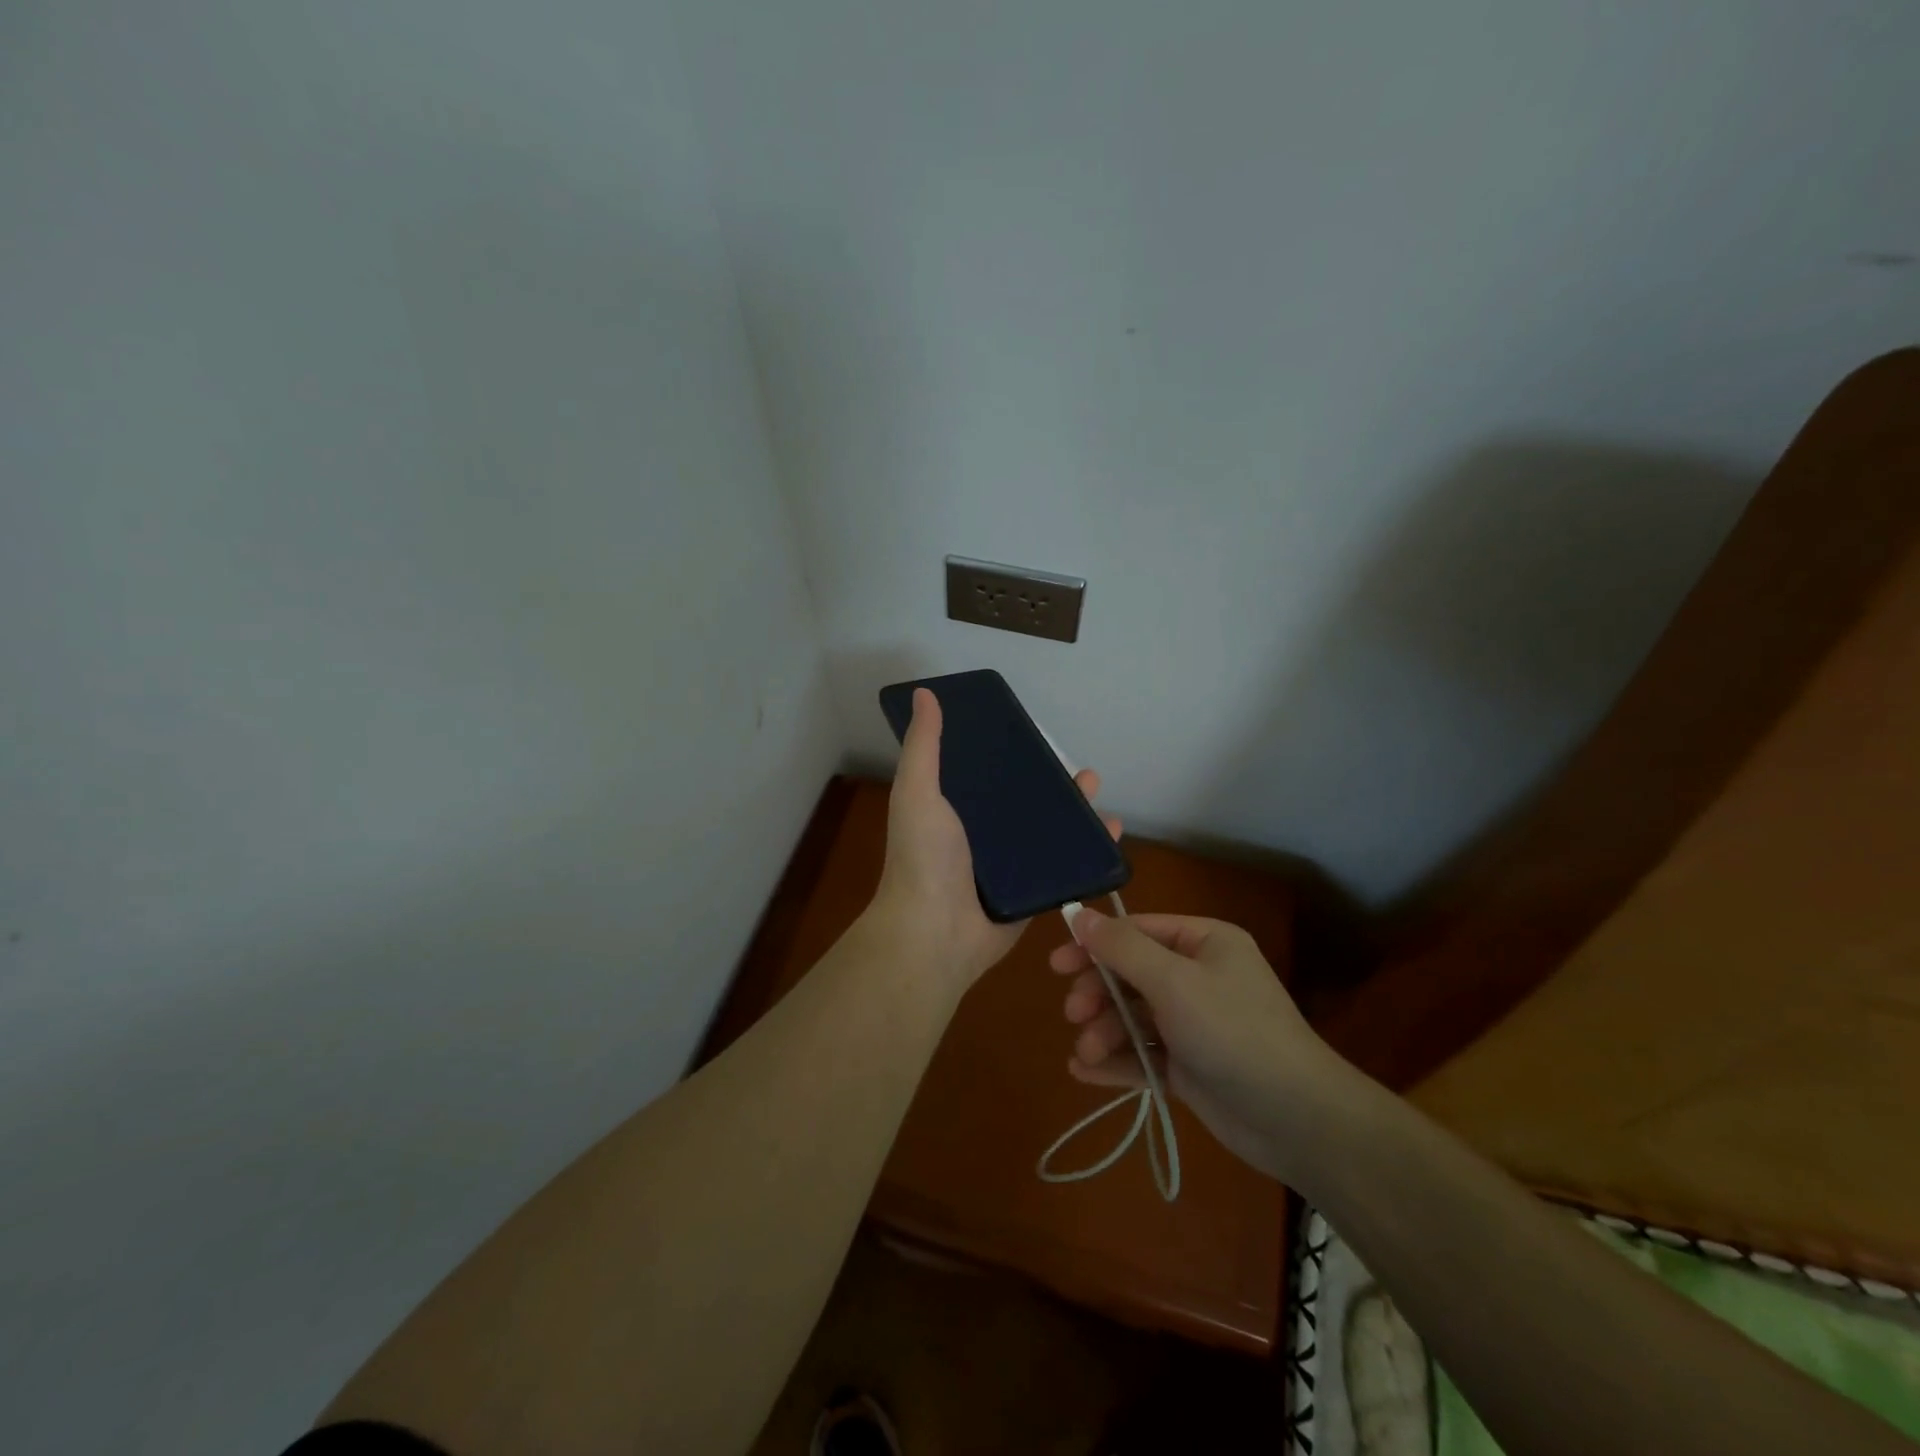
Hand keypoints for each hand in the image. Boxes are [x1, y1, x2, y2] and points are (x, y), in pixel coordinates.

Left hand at [870, 687, 1118, 995]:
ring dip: (1076, 814)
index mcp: (954, 808)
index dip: (1009, 754)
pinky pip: (1063, 866)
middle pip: (1025, 802)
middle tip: (1082, 773)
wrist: (935, 935)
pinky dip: (1087, 851)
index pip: (987, 774)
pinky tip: (1111, 834)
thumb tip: (925, 694)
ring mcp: (1009, 865)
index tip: (1033, 736)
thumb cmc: (924, 858)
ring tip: (1099, 797)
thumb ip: (923, 745)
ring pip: (1049, 832)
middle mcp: (982, 834)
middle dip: (1053, 785)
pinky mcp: (1032, 892)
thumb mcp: (917, 791)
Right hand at [1049, 909, 1353, 1181]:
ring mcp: (1194, 1023)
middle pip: (1131, 974)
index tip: (1057, 964)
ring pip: (1133, 1017)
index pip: (1137, 931)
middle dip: (1098, 993)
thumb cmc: (1232, 1031)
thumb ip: (1122, 948)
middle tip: (1073, 1013)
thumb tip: (1079, 914)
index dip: (1094, 944)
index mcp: (1203, 943)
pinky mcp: (1190, 1066)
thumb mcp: (1173, 981)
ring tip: (1087, 1051)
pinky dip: (1116, 1060)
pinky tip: (1085, 1071)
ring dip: (1104, 1031)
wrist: (1295, 1119)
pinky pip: (1143, 1054)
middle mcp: (1198, 977)